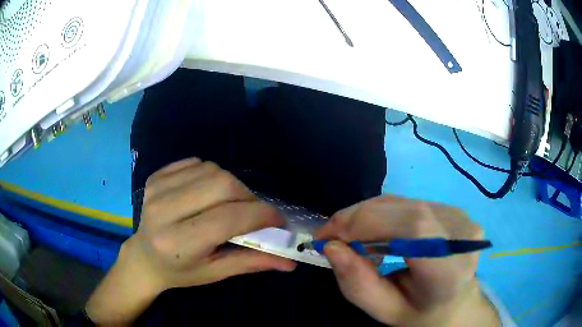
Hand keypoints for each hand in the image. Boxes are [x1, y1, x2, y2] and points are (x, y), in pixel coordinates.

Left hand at [86, 158, 295, 324]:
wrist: (144, 257)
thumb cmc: (180, 271)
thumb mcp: (215, 273)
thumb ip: (252, 263)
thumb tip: (291, 262)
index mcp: (178, 242)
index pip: (228, 218)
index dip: (261, 215)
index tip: (278, 220)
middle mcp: (164, 211)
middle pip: (222, 185)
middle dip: (248, 196)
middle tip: (252, 212)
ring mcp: (157, 189)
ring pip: (212, 169)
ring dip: (230, 185)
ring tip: (229, 204)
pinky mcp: (156, 176)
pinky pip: (196, 163)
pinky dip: (211, 175)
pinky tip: (207, 193)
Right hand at [315, 195, 499, 326]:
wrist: (455, 301)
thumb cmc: (420, 313)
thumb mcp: (385, 312)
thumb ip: (358, 285)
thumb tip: (332, 247)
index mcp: (450, 271)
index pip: (415, 230)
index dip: (369, 223)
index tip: (330, 237)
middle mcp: (462, 236)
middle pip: (407, 210)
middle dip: (360, 217)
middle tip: (330, 235)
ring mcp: (461, 218)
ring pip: (404, 203)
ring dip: (368, 215)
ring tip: (349, 235)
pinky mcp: (453, 210)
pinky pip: (409, 203)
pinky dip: (382, 214)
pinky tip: (373, 231)